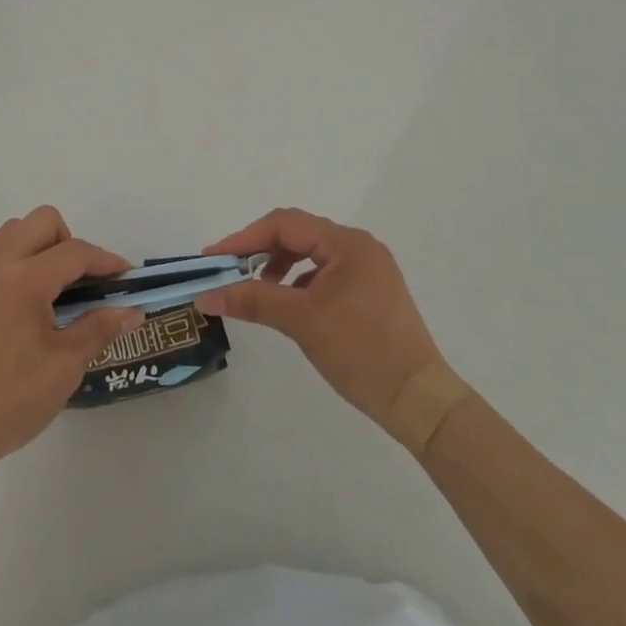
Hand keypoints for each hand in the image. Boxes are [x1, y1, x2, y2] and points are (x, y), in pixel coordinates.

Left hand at [0, 207, 143, 478]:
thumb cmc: (9, 400)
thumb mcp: (64, 367)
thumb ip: (99, 328)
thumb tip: (132, 311)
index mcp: (25, 278)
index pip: (75, 252)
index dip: (106, 261)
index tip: (126, 276)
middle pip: (41, 222)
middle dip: (70, 242)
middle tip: (81, 283)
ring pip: (11, 233)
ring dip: (38, 248)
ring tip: (49, 293)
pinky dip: (11, 266)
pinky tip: (17, 309)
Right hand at [197, 208, 441, 429]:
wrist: (420, 401)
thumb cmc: (361, 352)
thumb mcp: (301, 322)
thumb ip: (252, 300)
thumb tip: (205, 295)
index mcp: (347, 243)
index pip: (284, 224)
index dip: (244, 238)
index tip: (214, 259)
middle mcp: (360, 247)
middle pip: (297, 234)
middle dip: (260, 251)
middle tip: (229, 272)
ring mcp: (369, 270)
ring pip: (311, 254)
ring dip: (279, 266)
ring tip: (257, 290)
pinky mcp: (372, 292)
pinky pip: (326, 273)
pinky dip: (300, 282)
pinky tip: (289, 305)